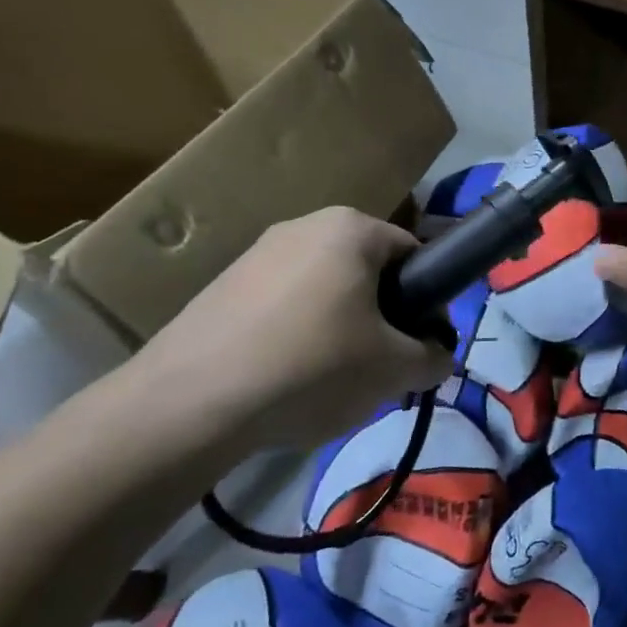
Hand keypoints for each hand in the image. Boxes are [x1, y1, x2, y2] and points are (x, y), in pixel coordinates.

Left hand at [130, 208, 451, 453]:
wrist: (189, 401)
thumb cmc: (311, 366)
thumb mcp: (393, 370)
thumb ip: (433, 358)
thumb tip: (437, 355)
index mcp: (351, 228)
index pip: (414, 255)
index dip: (428, 303)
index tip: (421, 347)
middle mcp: (304, 225)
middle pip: (367, 273)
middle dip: (381, 318)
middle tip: (379, 369)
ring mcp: (257, 253)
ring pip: (324, 292)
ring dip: (339, 329)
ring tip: (328, 382)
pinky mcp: (222, 286)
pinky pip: (282, 307)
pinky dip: (295, 337)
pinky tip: (284, 382)